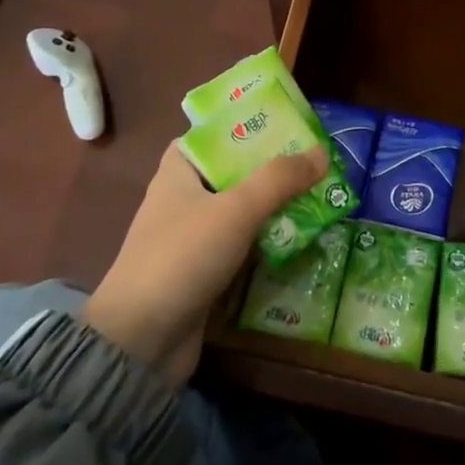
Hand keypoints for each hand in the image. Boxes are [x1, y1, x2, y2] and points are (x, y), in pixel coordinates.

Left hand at [85, 144, 329, 384]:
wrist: (142, 339)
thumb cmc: (183, 257)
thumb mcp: (235, 209)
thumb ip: (279, 180)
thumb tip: (321, 153)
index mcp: (178, 173)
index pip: (210, 137)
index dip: (244, 127)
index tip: (284, 125)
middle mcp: (183, 201)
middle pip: (233, 174)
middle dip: (272, 169)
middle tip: (316, 162)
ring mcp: (192, 240)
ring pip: (240, 213)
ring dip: (275, 208)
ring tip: (320, 196)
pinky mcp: (203, 273)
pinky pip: (242, 247)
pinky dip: (267, 243)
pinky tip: (302, 241)